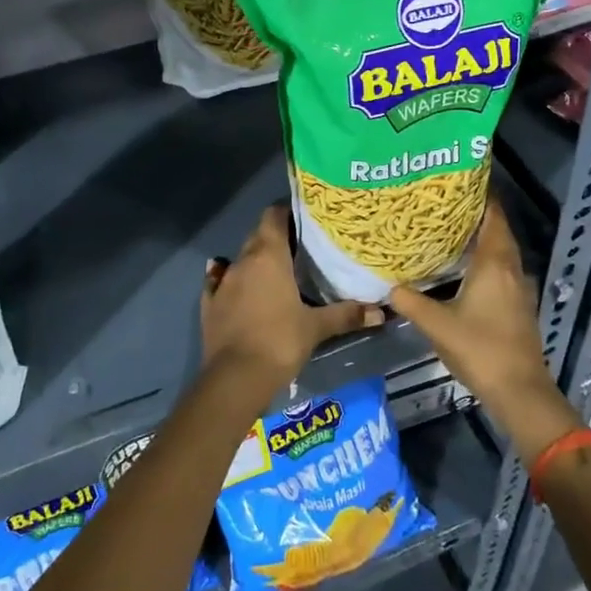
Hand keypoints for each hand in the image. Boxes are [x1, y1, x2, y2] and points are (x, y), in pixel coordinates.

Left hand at [201, 206, 381, 397]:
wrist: (235, 378)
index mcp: (268, 256)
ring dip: (256, 261)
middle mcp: (243, 261)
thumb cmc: (280, 342)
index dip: (287, 212)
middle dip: (276, 236)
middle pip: (258, 235)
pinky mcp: (209, 304)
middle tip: (300, 247)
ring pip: (241, 259)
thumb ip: (346, 315)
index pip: (273, 216)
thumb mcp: (316, 328)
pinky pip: (219, 282)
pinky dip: (229, 280)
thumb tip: (381, 311)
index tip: (305, 219)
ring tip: (278, 271)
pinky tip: (237, 286)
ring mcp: (223, 282)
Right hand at [387, 198, 557, 418]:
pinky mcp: (518, 305)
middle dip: (477, 215)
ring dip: (482, 239)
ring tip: (451, 231)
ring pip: (502, 252)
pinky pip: (502, 270)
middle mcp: (510, 269)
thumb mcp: (437, 325)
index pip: (493, 217)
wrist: (519, 390)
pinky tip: (465, 268)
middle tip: (446, 205)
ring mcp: (518, 288)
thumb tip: (389, 287)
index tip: (460, 181)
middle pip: (498, 231)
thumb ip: (411, 303)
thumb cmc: (480, 349)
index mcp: (494, 264)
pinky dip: (486, 260)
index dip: (481, 196)